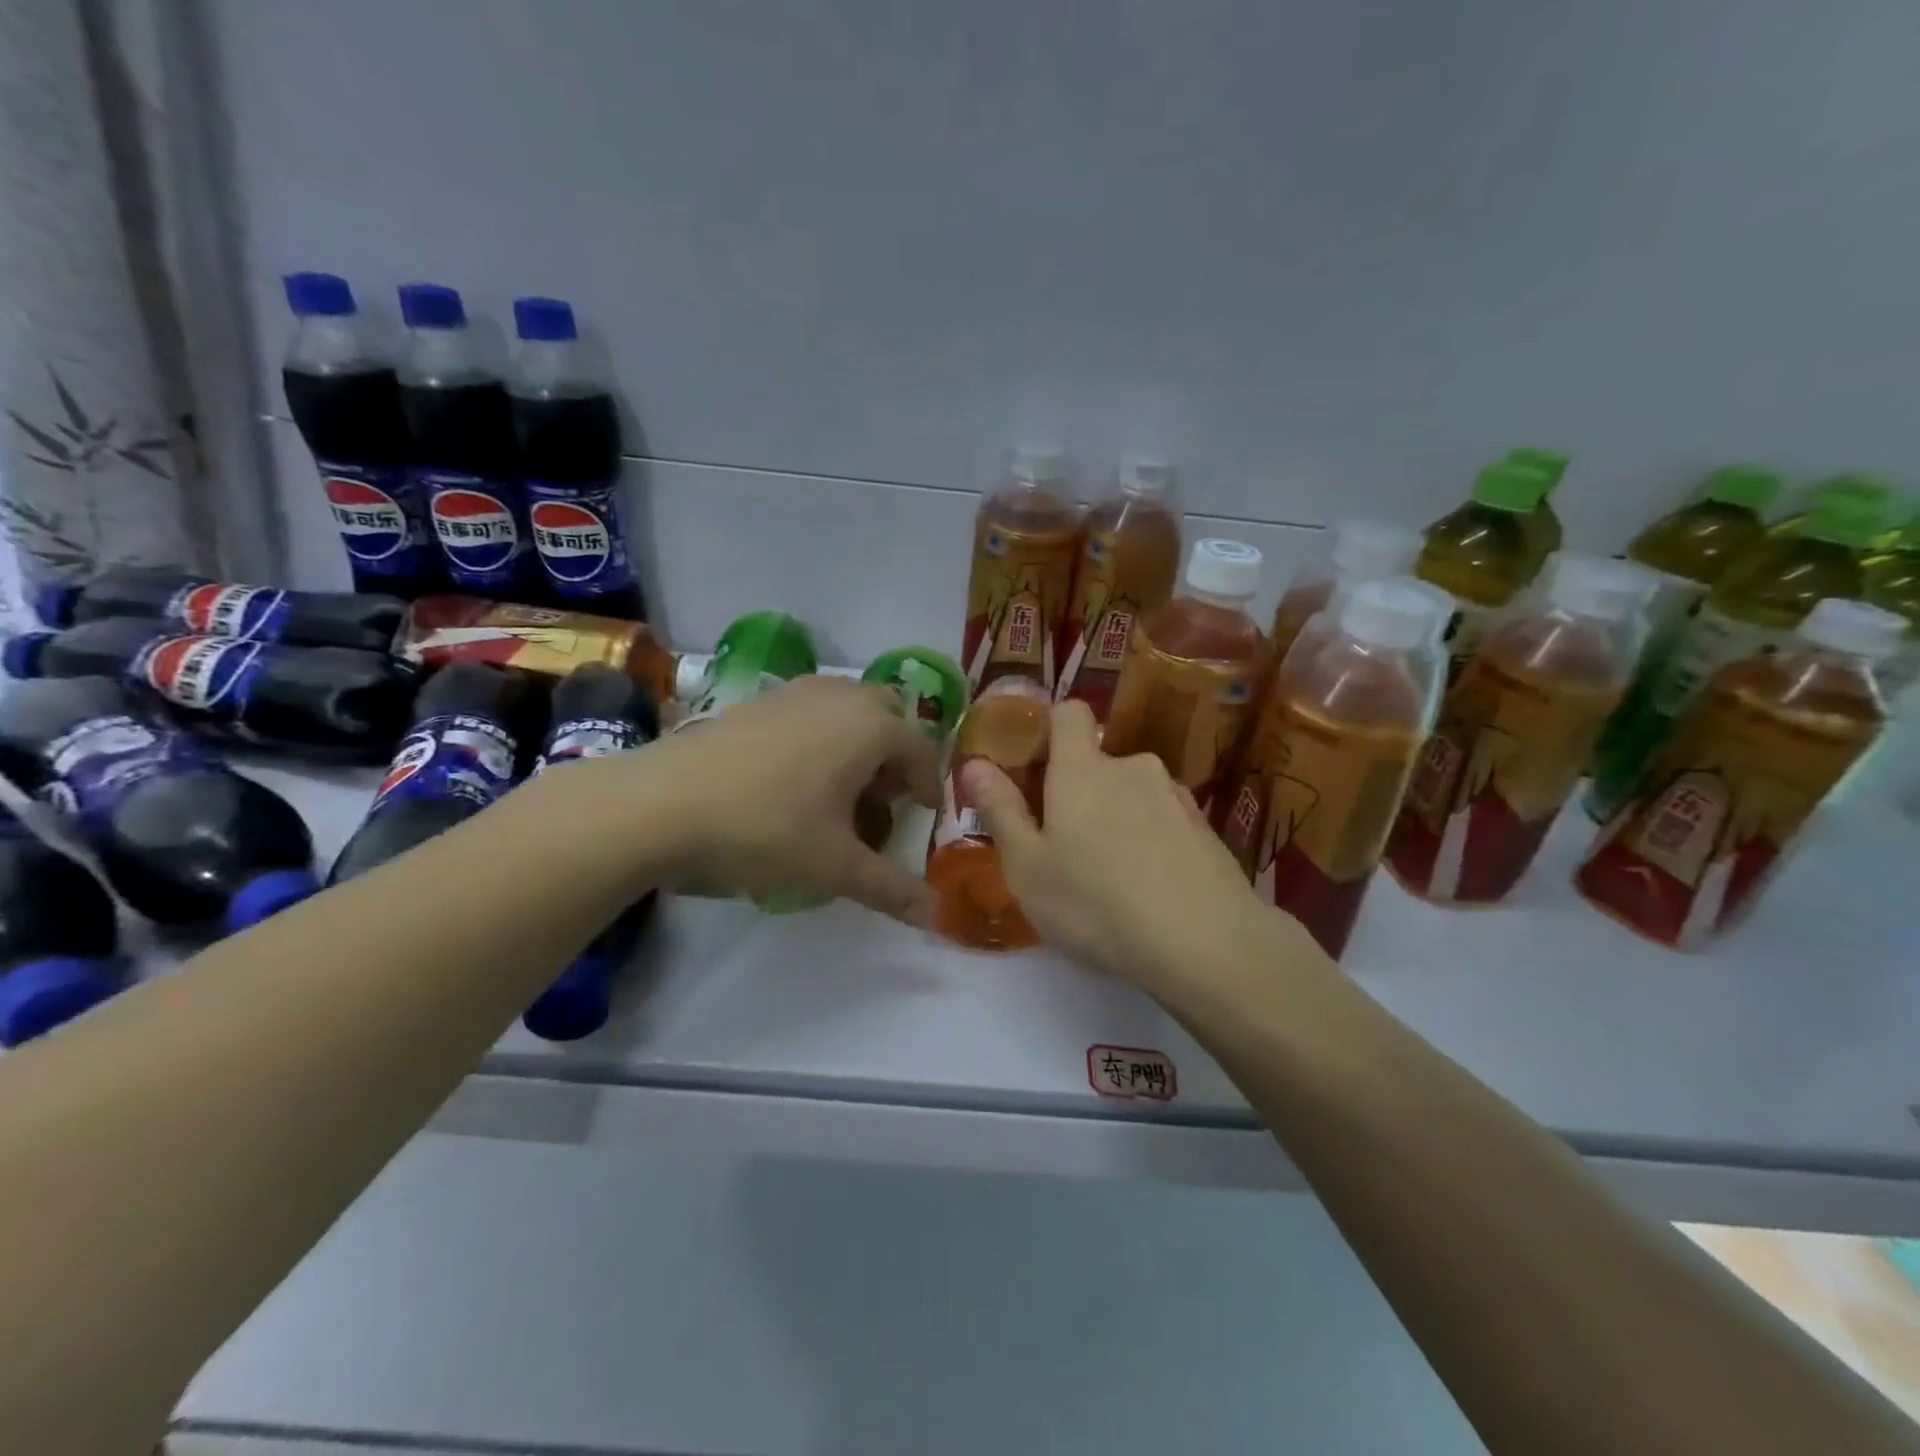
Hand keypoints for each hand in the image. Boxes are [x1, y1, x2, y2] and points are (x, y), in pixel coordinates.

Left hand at [622, 674, 941, 923]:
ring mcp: (794, 693)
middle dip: (895, 754)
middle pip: (888, 716)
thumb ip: (891, 889)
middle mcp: (839, 698)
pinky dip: (821, 737)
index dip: (928, 785)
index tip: (923, 816)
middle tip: (882, 799)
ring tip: (839, 791)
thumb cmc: (764, 829)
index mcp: (870, 727)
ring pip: (847, 708)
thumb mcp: (834, 866)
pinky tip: (792, 780)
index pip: (921, 750)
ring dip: (858, 742)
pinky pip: (810, 711)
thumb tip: (936, 916)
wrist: (659, 804)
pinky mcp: (756, 701)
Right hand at [963, 701, 1302, 996]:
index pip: (1067, 712)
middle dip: (1079, 792)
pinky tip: (1151, 888)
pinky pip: (1165, 820)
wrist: (1207, 942)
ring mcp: (1176, 795)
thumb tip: (975, 763)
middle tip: (1066, 847)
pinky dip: (1152, 840)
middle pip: (1097, 762)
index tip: (1034, 768)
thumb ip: (1000, 809)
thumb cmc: (1096, 903)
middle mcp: (1132, 767)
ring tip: (1112, 876)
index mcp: (1082, 769)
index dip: (1048, 728)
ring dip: (1118, 817)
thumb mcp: (1028, 866)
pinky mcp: (1206, 827)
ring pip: (1132, 793)